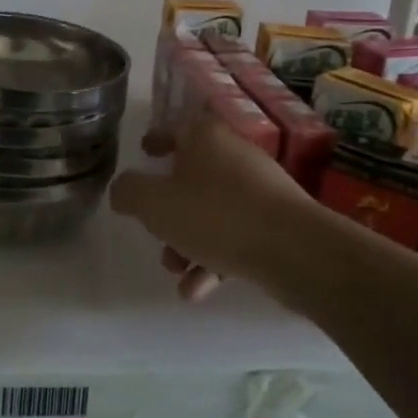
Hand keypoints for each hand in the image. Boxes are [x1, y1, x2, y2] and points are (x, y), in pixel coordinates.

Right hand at [110, 117, 317, 299]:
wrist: (293, 249)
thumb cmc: (215, 214)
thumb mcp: (154, 203)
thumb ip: (129, 192)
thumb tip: (124, 190)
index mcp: (206, 138)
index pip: (178, 126)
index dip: (158, 137)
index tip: (145, 150)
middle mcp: (234, 156)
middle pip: (192, 177)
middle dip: (168, 210)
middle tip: (154, 231)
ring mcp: (259, 190)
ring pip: (212, 212)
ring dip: (187, 242)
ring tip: (174, 271)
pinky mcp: (275, 223)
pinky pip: (235, 237)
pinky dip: (213, 260)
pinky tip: (197, 290)